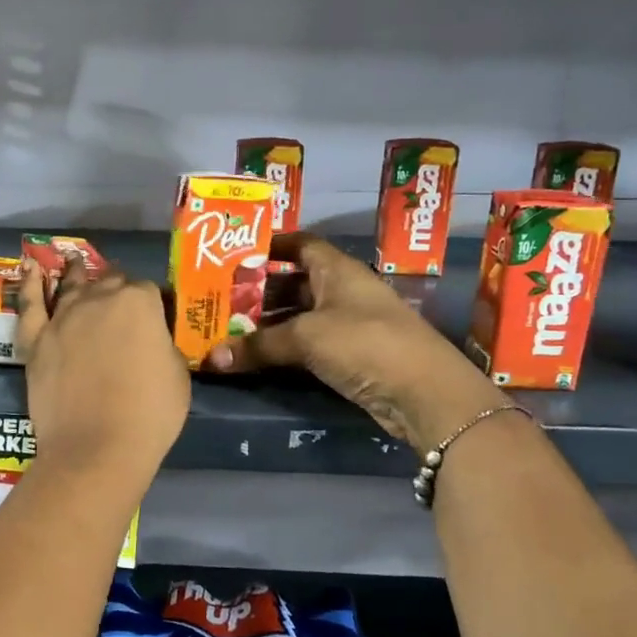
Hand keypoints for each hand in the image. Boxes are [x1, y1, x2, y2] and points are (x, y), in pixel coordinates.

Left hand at [17, 256, 189, 482]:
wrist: (98, 447)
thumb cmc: (149, 413)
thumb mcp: (178, 374)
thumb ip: (163, 345)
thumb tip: (152, 340)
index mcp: (139, 302)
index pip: (148, 290)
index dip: (153, 305)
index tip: (155, 320)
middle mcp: (99, 298)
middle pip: (109, 282)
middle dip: (117, 288)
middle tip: (121, 301)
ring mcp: (63, 317)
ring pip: (71, 285)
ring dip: (76, 273)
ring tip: (75, 262)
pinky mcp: (36, 340)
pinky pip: (30, 304)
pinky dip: (31, 284)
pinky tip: (32, 268)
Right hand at [204, 234, 499, 447]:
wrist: (424, 393)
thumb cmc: (364, 343)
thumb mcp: (306, 338)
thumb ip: (258, 346)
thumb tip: (211, 358)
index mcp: (337, 269)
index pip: (300, 244)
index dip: (270, 244)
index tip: (235, 253)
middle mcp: (342, 291)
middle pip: (294, 282)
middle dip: (258, 290)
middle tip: (219, 298)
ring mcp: (348, 324)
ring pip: (299, 316)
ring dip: (267, 323)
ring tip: (227, 329)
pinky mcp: (350, 356)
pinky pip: (307, 344)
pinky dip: (283, 347)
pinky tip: (255, 356)